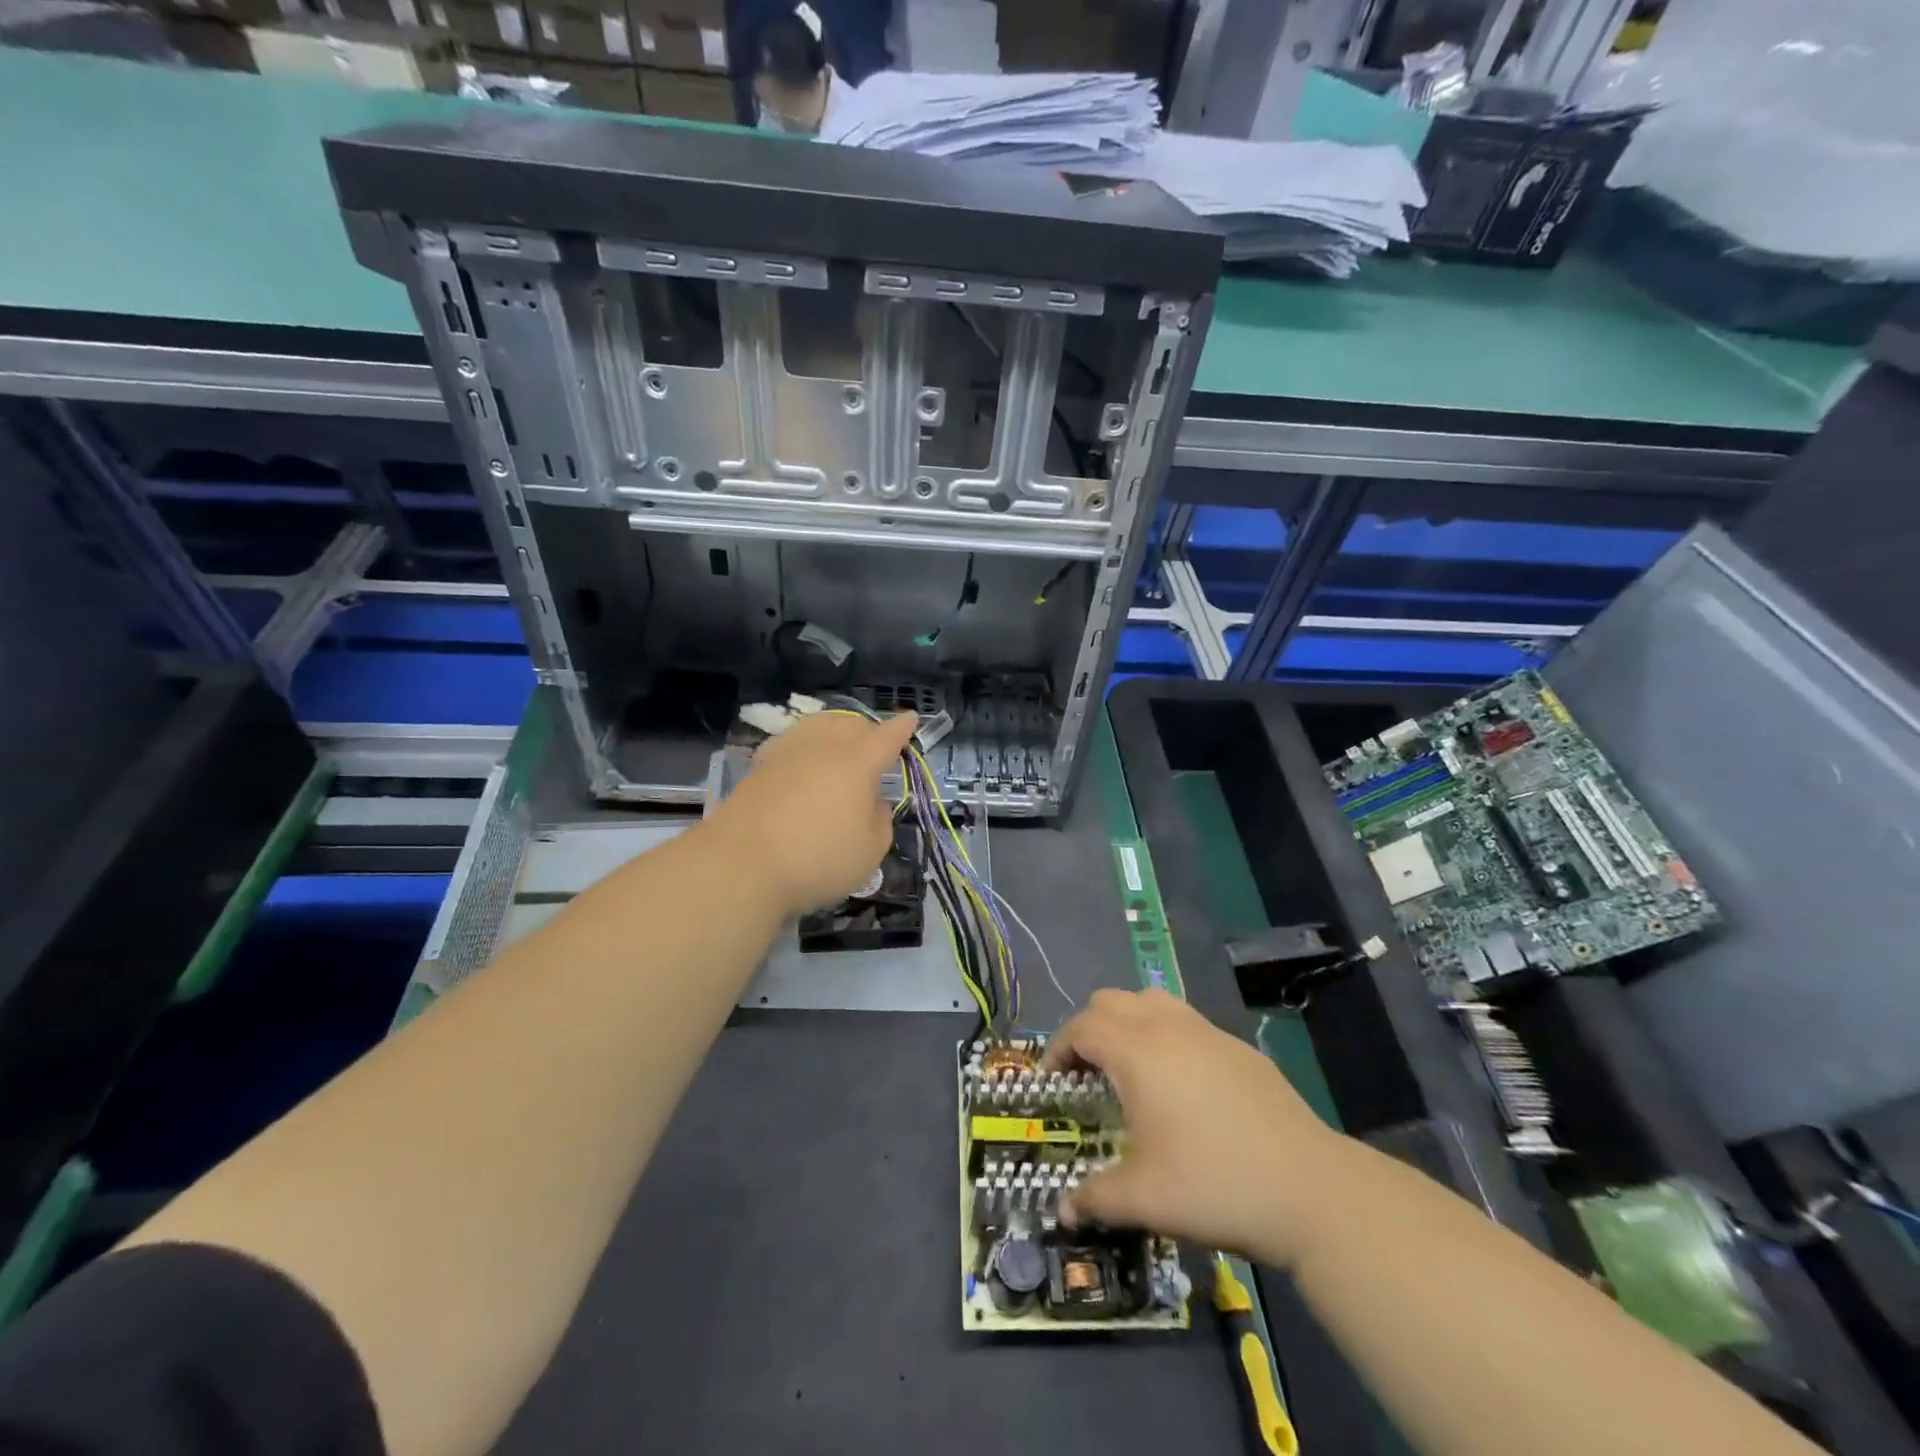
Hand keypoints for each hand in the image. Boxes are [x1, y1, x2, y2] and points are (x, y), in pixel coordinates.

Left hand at [707, 710, 917, 918]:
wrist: (741, 865)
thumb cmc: (818, 858)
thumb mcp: (870, 851)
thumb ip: (880, 820)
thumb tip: (871, 801)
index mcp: (858, 760)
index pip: (888, 735)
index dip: (902, 728)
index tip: (911, 718)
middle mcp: (824, 745)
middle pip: (851, 724)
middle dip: (869, 731)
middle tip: (876, 750)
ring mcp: (787, 751)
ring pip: (818, 726)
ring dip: (835, 733)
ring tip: (840, 750)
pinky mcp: (759, 766)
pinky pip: (791, 743)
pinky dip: (805, 747)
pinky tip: (802, 762)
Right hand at [1043, 988, 1354, 1269]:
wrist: (1311, 1190)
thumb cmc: (1215, 1185)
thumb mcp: (1144, 1199)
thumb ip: (1094, 1198)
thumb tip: (1062, 1210)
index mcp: (1138, 1052)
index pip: (1082, 1027)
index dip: (1057, 1049)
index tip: (1052, 1082)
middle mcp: (1169, 1027)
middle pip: (1111, 1001)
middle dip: (1089, 1030)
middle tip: (1086, 1075)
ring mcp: (1208, 1032)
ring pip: (1151, 1000)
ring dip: (1128, 1024)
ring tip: (1130, 1071)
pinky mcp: (1239, 1048)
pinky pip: (1187, 1022)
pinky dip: (1165, 1036)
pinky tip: (1180, 1087)